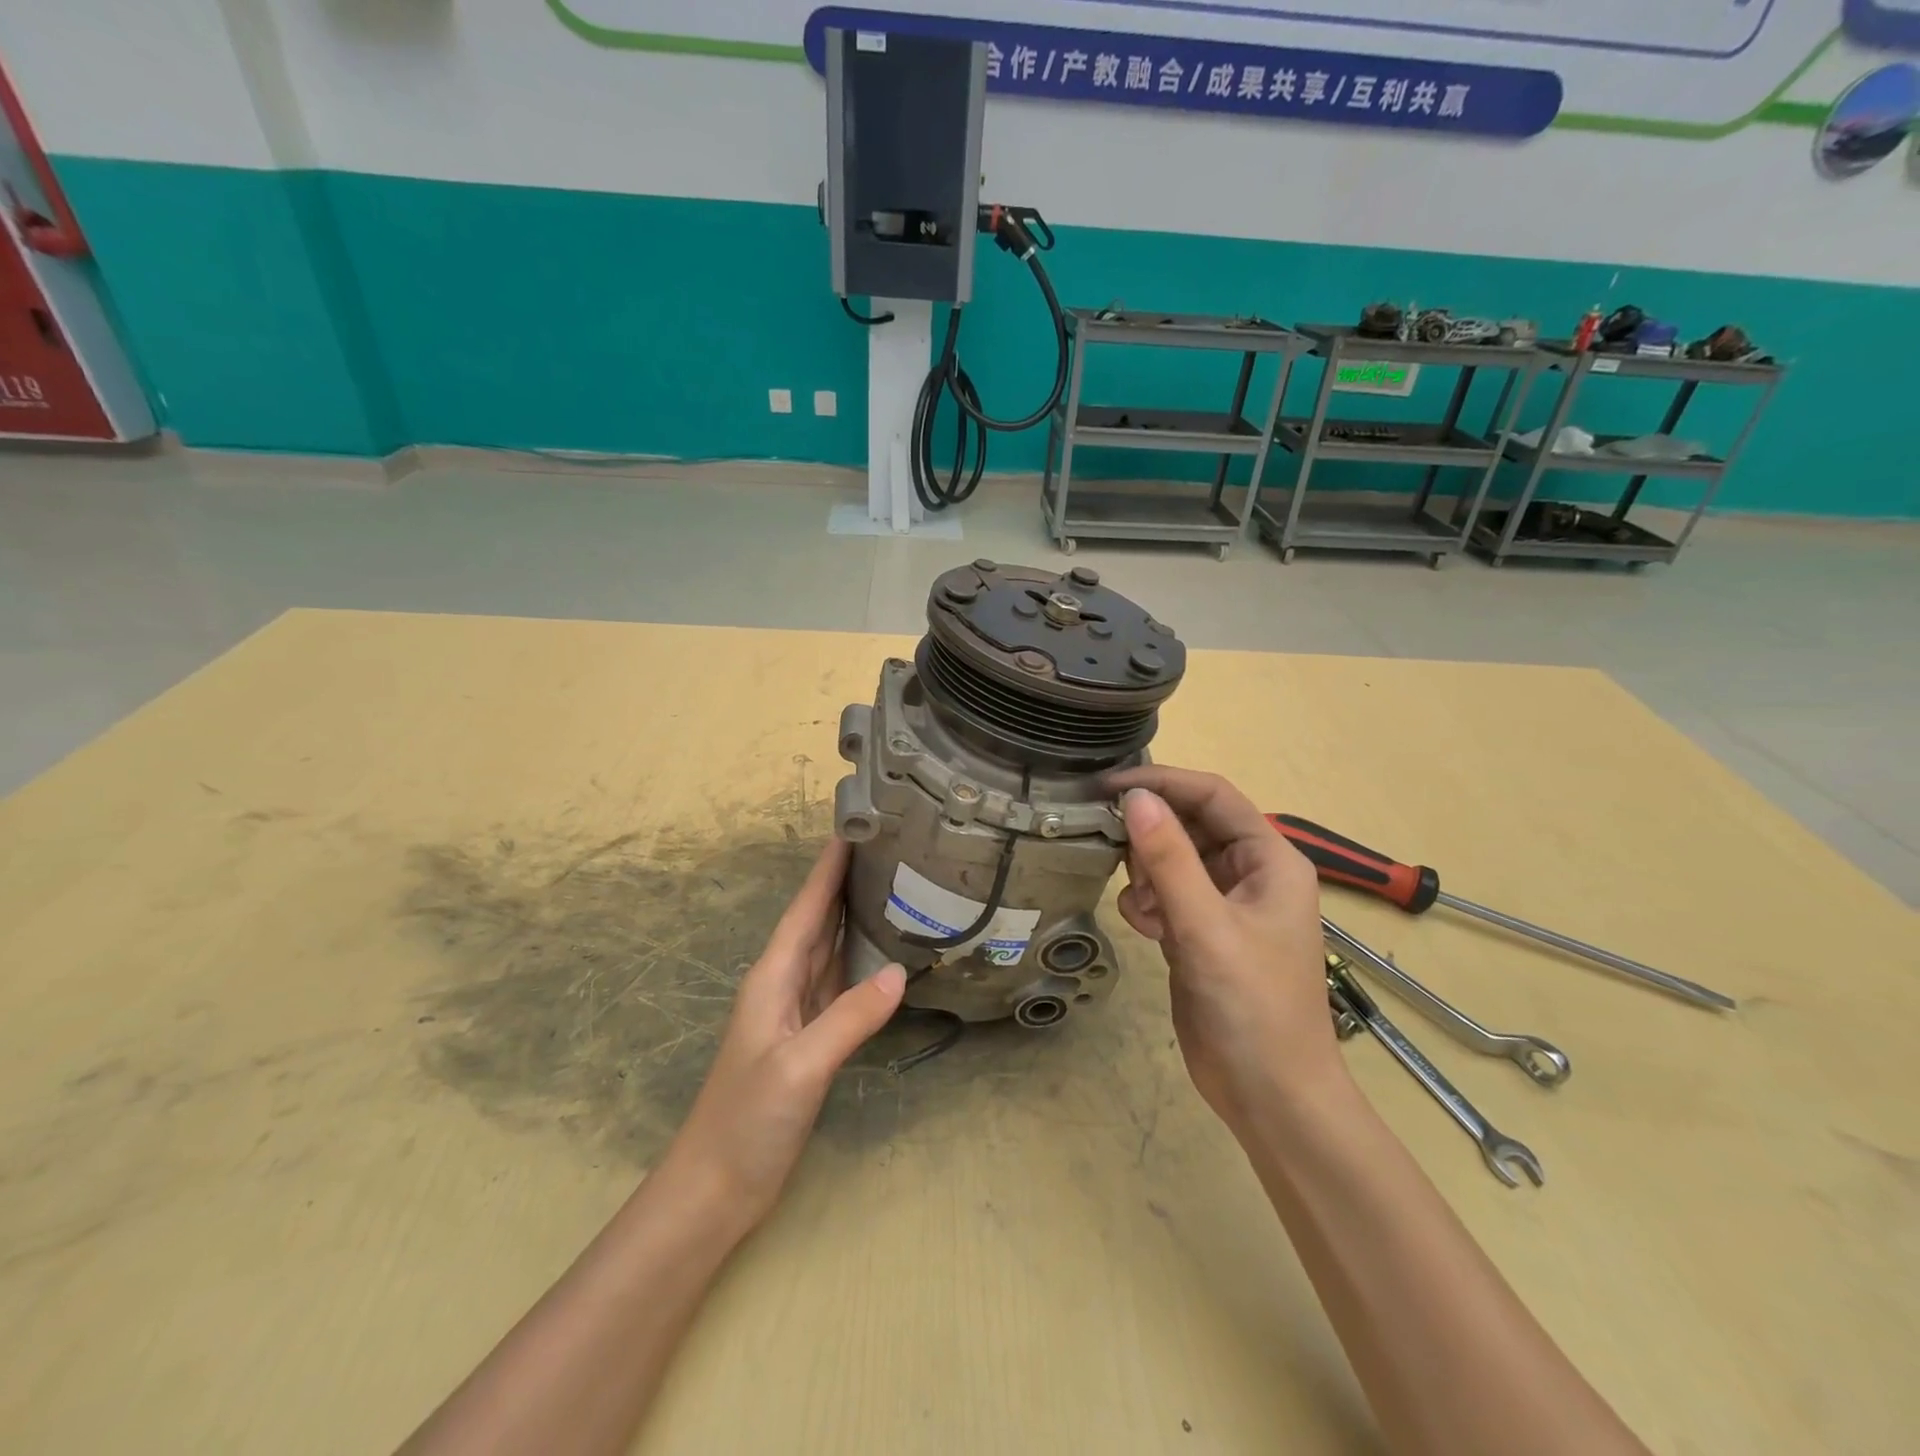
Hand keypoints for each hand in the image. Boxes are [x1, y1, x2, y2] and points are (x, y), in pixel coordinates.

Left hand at [661, 839, 904, 1230]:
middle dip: (845, 880)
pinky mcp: (809, 1037)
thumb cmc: (747, 1120)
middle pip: (818, 919)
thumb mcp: (799, 1066)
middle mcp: (783, 983)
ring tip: (891, 884)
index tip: (853, 826)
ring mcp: (796, 1011)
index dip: (827, 867)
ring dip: (853, 914)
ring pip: (829, 947)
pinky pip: (838, 982)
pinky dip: (859, 958)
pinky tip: (882, 952)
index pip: (806, 908)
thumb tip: (898, 972)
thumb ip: (848, 1019)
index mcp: (773, 977)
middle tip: (886, 846)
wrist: (717, 1187)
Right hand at [1107, 767, 1339, 1133]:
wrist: (1271, 1096)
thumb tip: (1134, 797)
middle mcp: (1249, 873)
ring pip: (1172, 860)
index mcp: (1269, 859)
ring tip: (1141, 905)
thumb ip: (1169, 859)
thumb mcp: (1207, 927)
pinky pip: (1165, 895)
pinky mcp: (1200, 933)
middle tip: (1109, 846)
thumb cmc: (1253, 1006)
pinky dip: (1147, 903)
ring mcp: (1224, 905)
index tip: (1108, 785)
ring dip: (1147, 872)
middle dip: (1151, 835)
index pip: (1213, 796)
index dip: (1163, 782)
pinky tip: (1145, 929)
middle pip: (1190, 825)